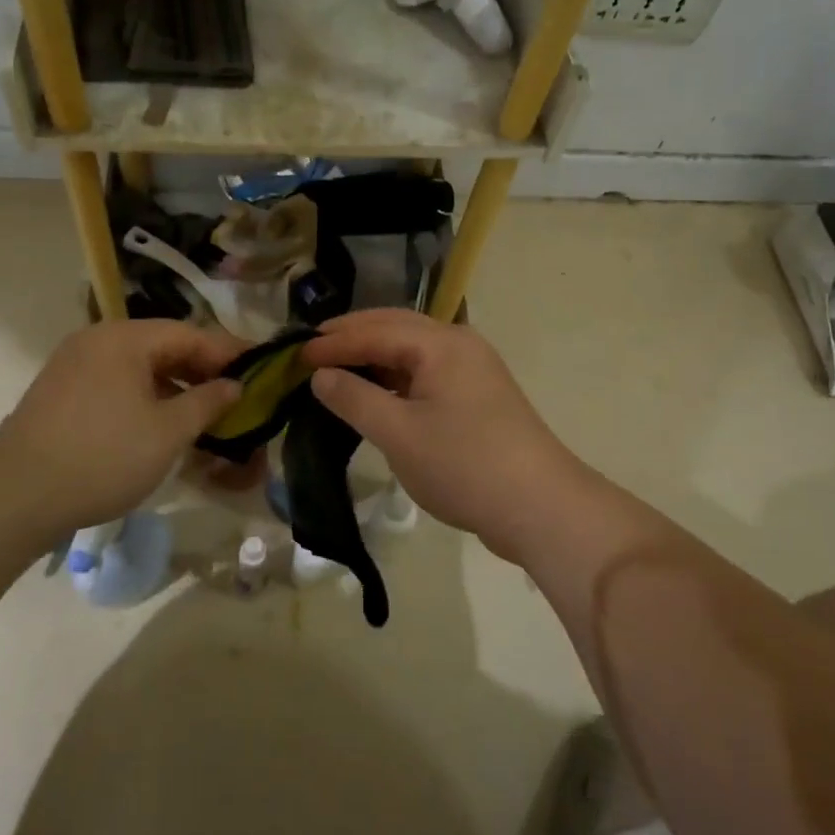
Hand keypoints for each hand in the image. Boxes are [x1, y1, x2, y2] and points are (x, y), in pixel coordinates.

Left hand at [0, 320, 242, 538]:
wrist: (15, 495)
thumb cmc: (103, 457)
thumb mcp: (168, 432)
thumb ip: (207, 402)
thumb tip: (234, 385)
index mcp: (124, 338)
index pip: (190, 334)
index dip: (228, 352)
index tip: (259, 369)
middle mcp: (97, 341)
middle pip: (163, 346)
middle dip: (202, 370)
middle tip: (235, 395)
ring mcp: (73, 365)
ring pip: (139, 367)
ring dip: (174, 386)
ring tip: (203, 413)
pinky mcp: (60, 393)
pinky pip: (116, 383)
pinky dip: (145, 397)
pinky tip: (160, 423)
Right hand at [302, 310, 587, 561]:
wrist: (540, 507)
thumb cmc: (464, 465)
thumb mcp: (399, 434)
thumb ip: (355, 399)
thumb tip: (321, 375)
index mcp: (440, 344)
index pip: (375, 331)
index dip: (332, 343)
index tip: (294, 356)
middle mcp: (459, 344)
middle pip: (396, 327)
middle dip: (353, 335)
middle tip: (312, 348)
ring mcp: (472, 370)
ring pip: (412, 350)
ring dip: (374, 355)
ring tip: (337, 367)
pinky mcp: (477, 396)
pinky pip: (426, 372)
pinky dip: (396, 377)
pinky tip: (376, 392)